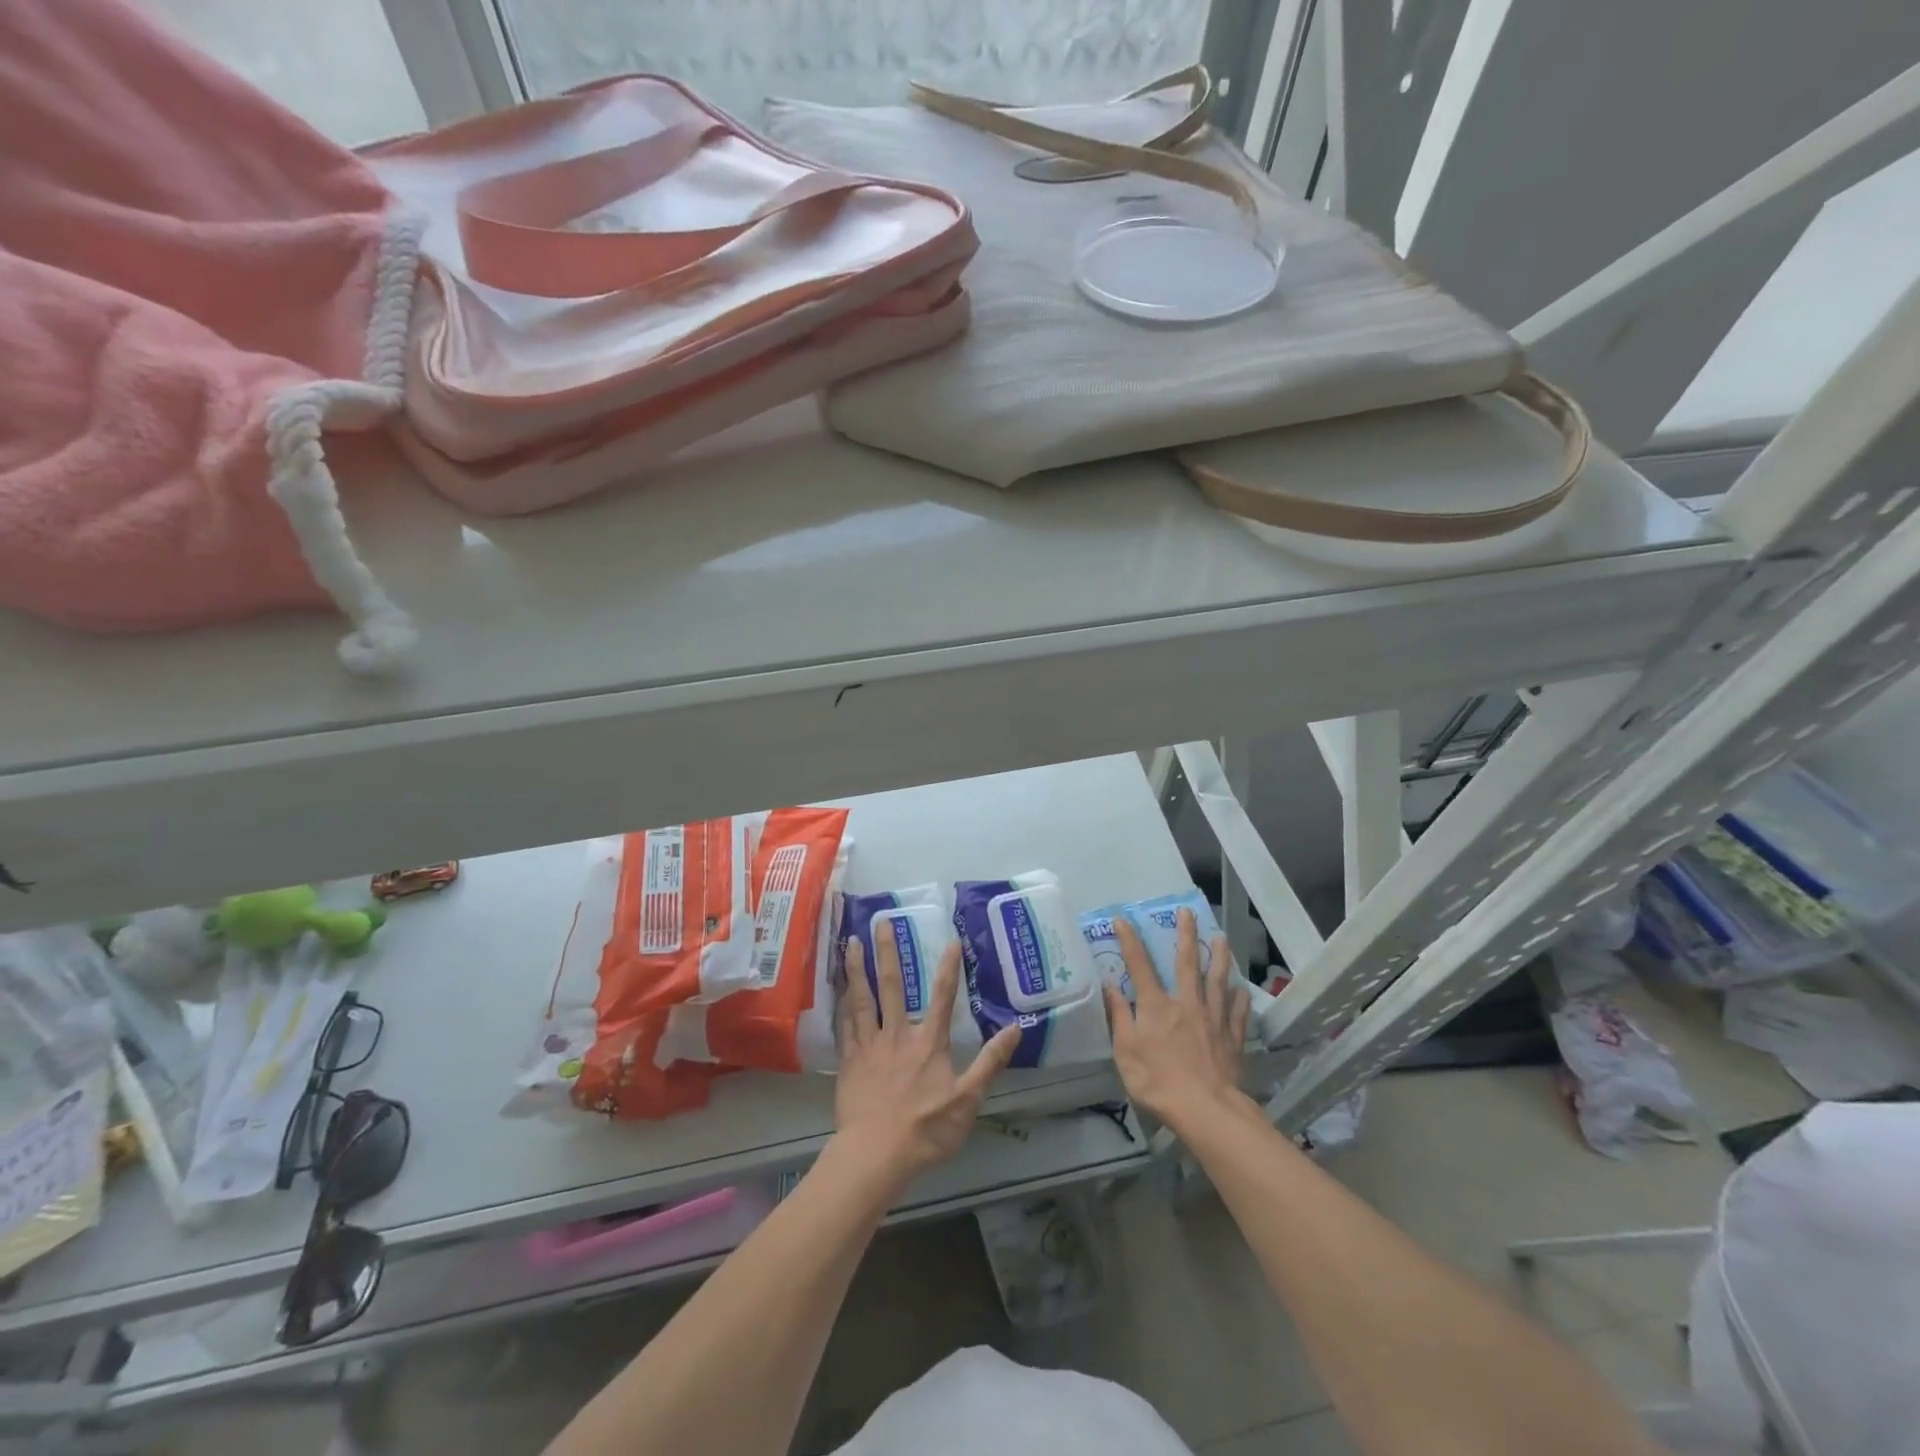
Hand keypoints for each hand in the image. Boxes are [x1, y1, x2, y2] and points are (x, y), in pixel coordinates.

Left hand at [834, 929, 1019, 1188]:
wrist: (876, 1155)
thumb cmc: (926, 1130)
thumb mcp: (968, 1100)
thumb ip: (990, 1062)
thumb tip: (1015, 1028)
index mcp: (928, 1043)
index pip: (942, 997)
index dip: (949, 968)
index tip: (951, 940)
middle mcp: (898, 1035)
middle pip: (893, 986)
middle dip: (888, 952)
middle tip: (881, 921)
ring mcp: (870, 1046)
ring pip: (862, 999)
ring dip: (857, 968)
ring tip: (850, 942)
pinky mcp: (850, 1062)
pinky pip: (844, 1026)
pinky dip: (841, 1004)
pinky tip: (837, 990)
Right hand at [1104, 908, 1250, 1133]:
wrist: (1206, 1110)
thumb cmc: (1158, 1081)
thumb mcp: (1126, 1052)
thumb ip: (1119, 1017)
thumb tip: (1110, 986)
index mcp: (1156, 1006)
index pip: (1139, 965)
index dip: (1129, 941)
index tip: (1122, 919)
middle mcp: (1186, 1003)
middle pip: (1187, 962)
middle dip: (1185, 935)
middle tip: (1187, 912)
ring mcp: (1213, 1019)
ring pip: (1217, 981)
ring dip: (1218, 957)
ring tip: (1221, 938)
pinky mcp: (1232, 1038)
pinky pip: (1237, 1013)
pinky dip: (1240, 999)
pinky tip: (1242, 989)